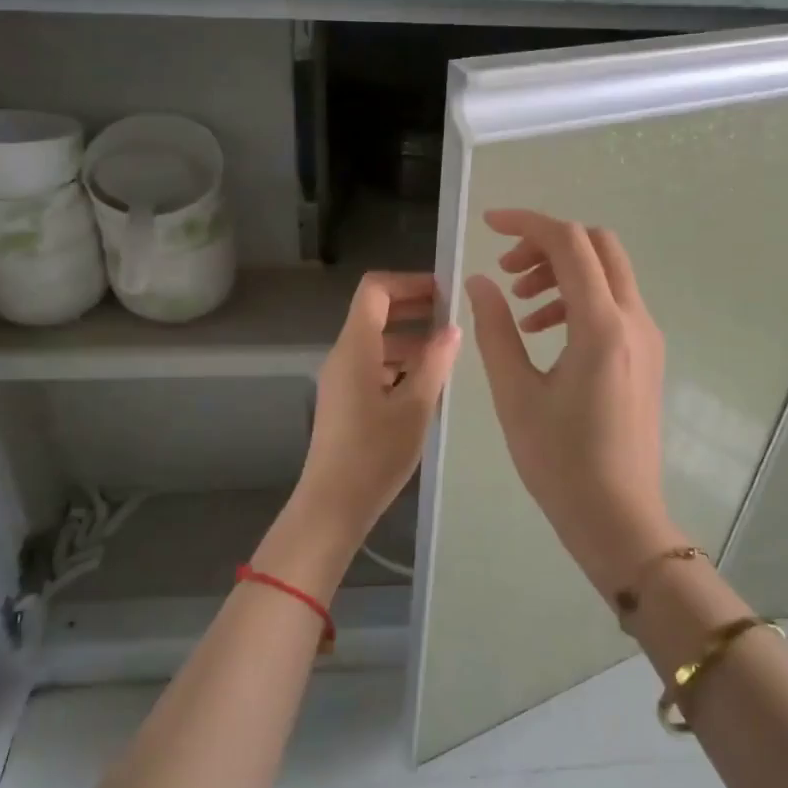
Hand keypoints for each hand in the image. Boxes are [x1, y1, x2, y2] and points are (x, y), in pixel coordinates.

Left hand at [260, 273, 460, 594]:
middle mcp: (343, 355)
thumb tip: (452, 328)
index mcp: (355, 347)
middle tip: (454, 318)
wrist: (333, 505)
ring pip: (376, 341)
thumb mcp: (415, 407)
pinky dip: (399, 363)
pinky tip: (427, 384)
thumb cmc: (375, 454)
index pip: (375, 289)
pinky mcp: (345, 400)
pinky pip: (373, 365)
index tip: (444, 293)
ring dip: (410, 339)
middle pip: (375, 312)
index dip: (409, 282)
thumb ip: (435, 363)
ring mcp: (341, 378)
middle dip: (414, 308)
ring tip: (448, 354)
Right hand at [463, 211, 679, 595]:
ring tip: (519, 307)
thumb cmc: (560, 462)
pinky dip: (578, 299)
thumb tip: (481, 282)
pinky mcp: (647, 355)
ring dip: (563, 272)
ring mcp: (647, 337)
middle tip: (507, 272)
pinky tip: (544, 332)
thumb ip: (495, 329)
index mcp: (601, 325)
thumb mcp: (515, 393)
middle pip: (598, 246)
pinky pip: (614, 304)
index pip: (569, 243)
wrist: (619, 518)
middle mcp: (634, 320)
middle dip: (548, 244)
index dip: (527, 224)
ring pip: (608, 273)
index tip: (488, 226)